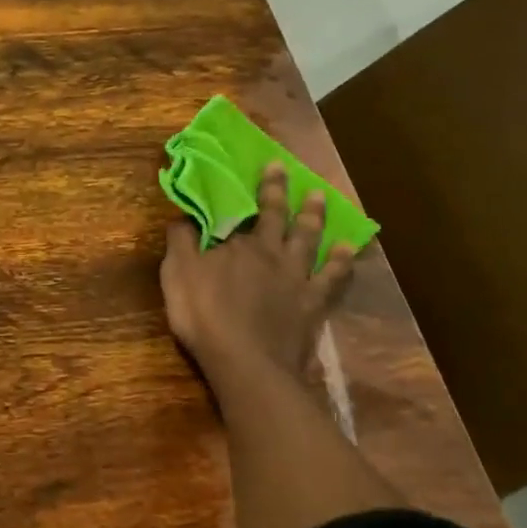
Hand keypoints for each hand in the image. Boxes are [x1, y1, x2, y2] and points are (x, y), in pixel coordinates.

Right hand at [161, 162, 356, 380]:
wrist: (246, 361)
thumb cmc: (205, 317)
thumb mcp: (178, 276)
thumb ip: (180, 243)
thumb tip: (182, 216)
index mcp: (239, 245)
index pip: (245, 211)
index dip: (256, 189)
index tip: (267, 165)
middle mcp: (272, 253)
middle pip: (280, 217)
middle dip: (282, 193)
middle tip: (288, 171)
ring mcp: (297, 278)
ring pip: (309, 239)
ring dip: (315, 217)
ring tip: (321, 198)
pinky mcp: (313, 304)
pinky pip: (332, 278)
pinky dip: (341, 262)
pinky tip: (348, 249)